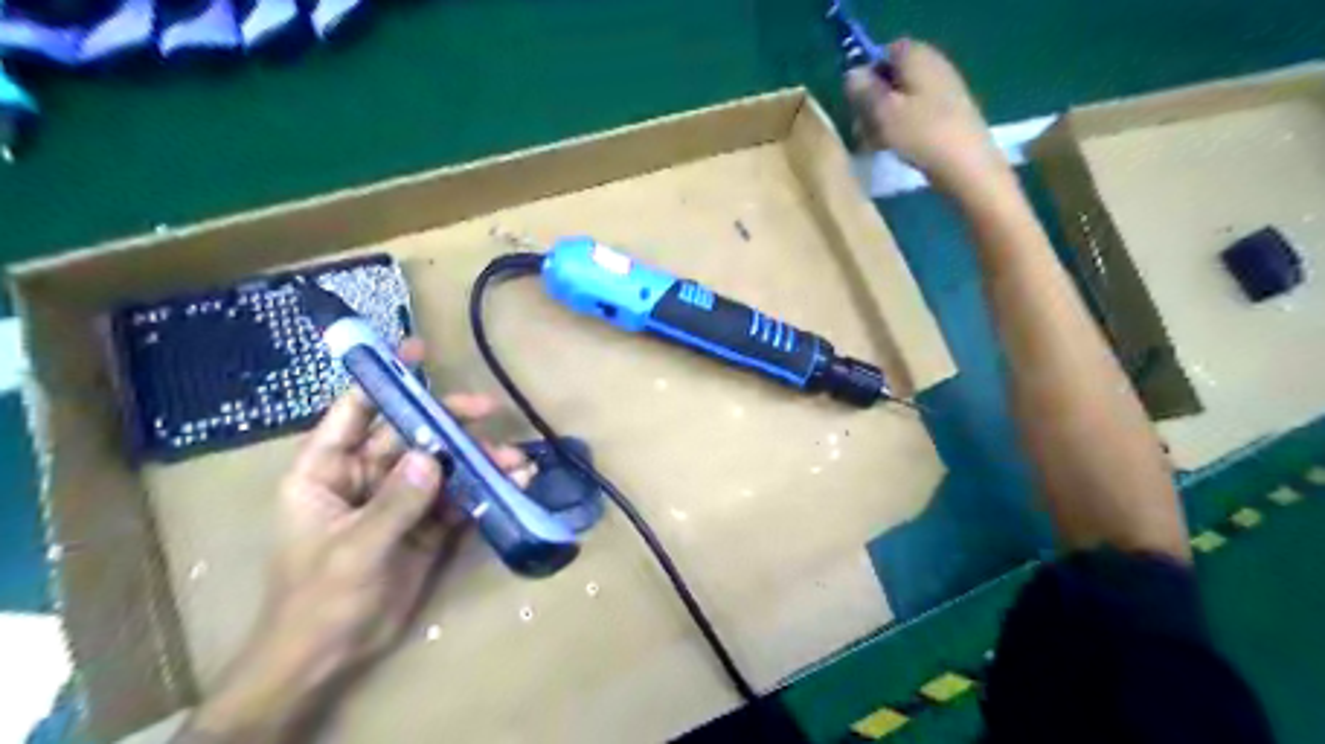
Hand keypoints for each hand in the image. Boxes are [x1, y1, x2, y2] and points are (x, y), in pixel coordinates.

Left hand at [178, 340, 532, 739]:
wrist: (329, 657)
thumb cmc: (319, 600)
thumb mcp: (353, 551)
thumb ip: (394, 504)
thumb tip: (433, 457)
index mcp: (327, 471)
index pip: (355, 412)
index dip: (384, 380)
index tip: (416, 352)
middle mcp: (367, 477)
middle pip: (413, 434)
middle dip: (450, 422)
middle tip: (488, 411)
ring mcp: (402, 500)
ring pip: (444, 465)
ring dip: (478, 459)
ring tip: (515, 459)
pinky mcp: (428, 524)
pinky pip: (459, 497)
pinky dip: (486, 488)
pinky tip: (515, 482)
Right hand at [847, 41, 1003, 193]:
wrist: (967, 166)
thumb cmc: (922, 134)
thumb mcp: (883, 112)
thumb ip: (864, 90)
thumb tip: (852, 74)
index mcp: (918, 56)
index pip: (886, 52)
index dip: (867, 75)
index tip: (856, 102)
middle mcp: (934, 66)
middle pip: (894, 78)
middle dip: (874, 101)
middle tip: (861, 129)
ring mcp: (945, 91)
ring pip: (904, 99)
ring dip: (885, 119)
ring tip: (873, 145)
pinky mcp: (950, 116)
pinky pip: (917, 115)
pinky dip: (902, 129)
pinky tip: (894, 149)